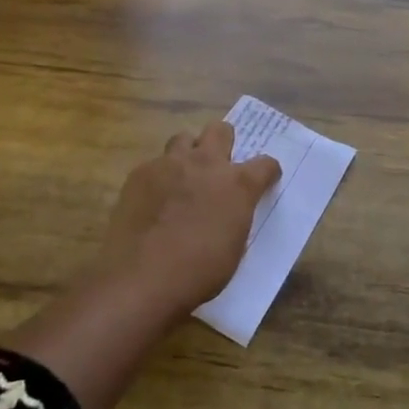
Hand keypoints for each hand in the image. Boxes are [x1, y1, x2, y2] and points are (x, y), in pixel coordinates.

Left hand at [96, 121, 281, 315]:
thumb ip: (235, 217)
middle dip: (224, 143)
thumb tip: (228, 211)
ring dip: (188, 153)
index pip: (265, 164)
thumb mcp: (234, 247)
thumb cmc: (199, 272)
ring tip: (183, 177)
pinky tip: (153, 201)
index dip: (267, 172)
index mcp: (237, 185)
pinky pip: (155, 164)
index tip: (265, 181)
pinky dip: (160, 177)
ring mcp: (170, 164)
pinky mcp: (141, 173)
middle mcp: (206, 163)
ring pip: (184, 138)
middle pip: (221, 130)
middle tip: (218, 167)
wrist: (142, 278)